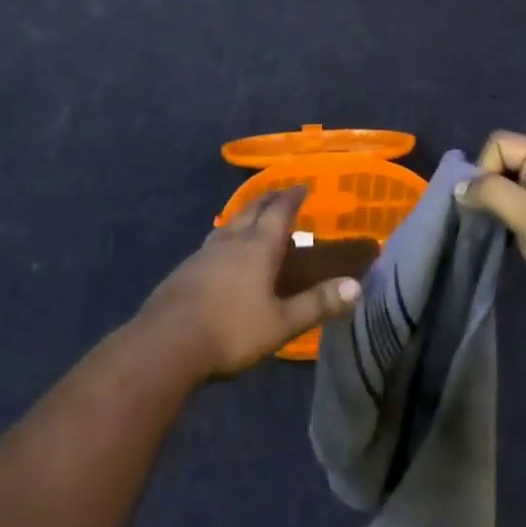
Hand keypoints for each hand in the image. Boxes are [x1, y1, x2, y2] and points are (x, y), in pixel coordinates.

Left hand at [138, 188, 360, 382]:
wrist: (168, 341)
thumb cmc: (232, 330)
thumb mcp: (281, 323)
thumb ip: (317, 303)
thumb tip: (356, 285)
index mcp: (259, 246)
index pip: (280, 211)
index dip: (293, 196)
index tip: (303, 185)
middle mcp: (233, 239)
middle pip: (253, 208)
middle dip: (270, 198)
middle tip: (281, 192)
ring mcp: (206, 250)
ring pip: (231, 221)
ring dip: (246, 213)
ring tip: (253, 215)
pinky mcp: (187, 267)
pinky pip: (214, 239)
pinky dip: (227, 234)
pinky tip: (223, 249)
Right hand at [455, 132, 525, 348]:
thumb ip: (494, 194)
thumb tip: (460, 186)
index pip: (501, 143)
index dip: (485, 167)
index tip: (484, 203)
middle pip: (506, 164)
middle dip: (487, 188)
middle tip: (483, 222)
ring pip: (513, 192)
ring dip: (497, 209)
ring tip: (493, 236)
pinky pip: (524, 215)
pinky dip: (510, 226)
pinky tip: (509, 248)